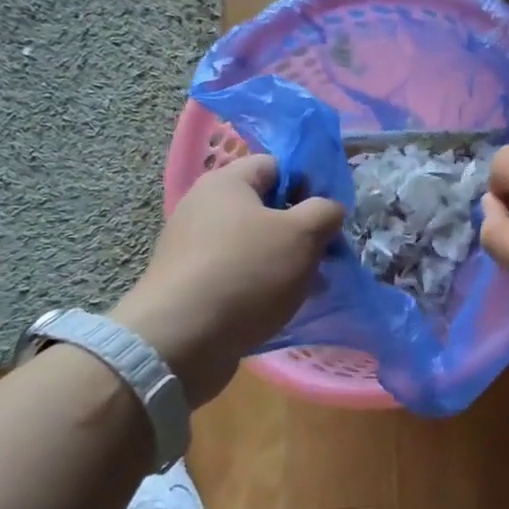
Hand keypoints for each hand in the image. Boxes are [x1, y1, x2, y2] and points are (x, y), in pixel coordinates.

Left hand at [111, 155, 343, 407]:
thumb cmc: (247, 273)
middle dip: (298, 230)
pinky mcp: (188, 283)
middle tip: (321, 255)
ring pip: (253, 244)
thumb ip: (325, 212)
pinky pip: (235, 273)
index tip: (324, 218)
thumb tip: (328, 210)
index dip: (307, 186)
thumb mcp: (303, 234)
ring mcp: (192, 247)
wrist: (180, 342)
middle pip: (265, 207)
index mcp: (226, 183)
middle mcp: (203, 207)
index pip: (276, 166)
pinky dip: (258, 285)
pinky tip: (276, 307)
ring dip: (283, 261)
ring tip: (306, 287)